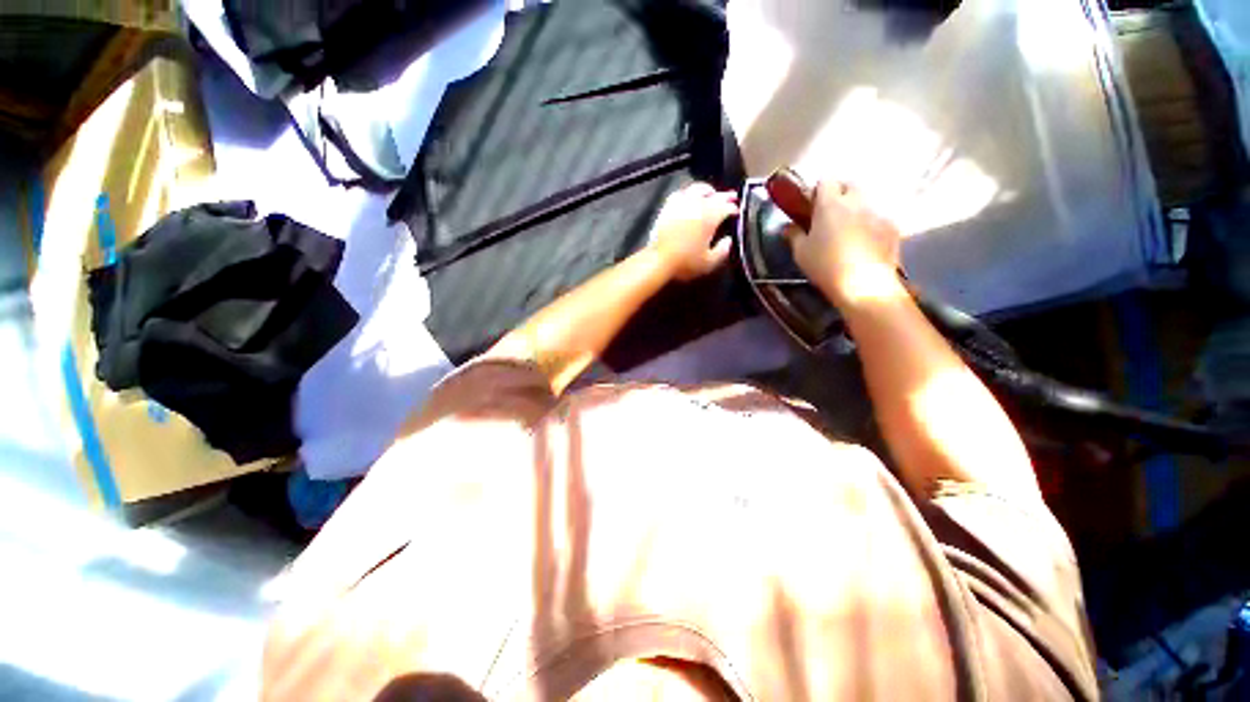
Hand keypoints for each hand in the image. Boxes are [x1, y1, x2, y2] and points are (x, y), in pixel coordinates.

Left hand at [648, 182, 737, 281]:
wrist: (658, 261)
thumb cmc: (685, 263)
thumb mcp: (709, 263)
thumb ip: (723, 250)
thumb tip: (728, 240)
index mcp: (710, 217)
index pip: (727, 207)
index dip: (734, 209)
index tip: (737, 212)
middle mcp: (697, 205)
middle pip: (715, 196)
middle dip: (725, 196)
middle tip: (732, 196)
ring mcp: (681, 204)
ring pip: (697, 189)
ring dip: (707, 190)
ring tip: (712, 192)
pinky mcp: (667, 207)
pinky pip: (680, 194)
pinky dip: (687, 193)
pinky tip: (688, 196)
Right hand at [787, 181, 901, 303]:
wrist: (864, 284)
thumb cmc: (825, 266)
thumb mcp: (801, 253)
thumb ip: (794, 235)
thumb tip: (788, 227)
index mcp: (830, 204)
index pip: (825, 181)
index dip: (817, 191)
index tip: (811, 206)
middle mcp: (856, 201)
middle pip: (849, 184)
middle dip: (840, 194)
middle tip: (830, 214)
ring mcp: (877, 212)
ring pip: (866, 200)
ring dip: (856, 209)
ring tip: (849, 230)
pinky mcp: (892, 227)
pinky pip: (879, 217)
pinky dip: (871, 224)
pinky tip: (865, 243)